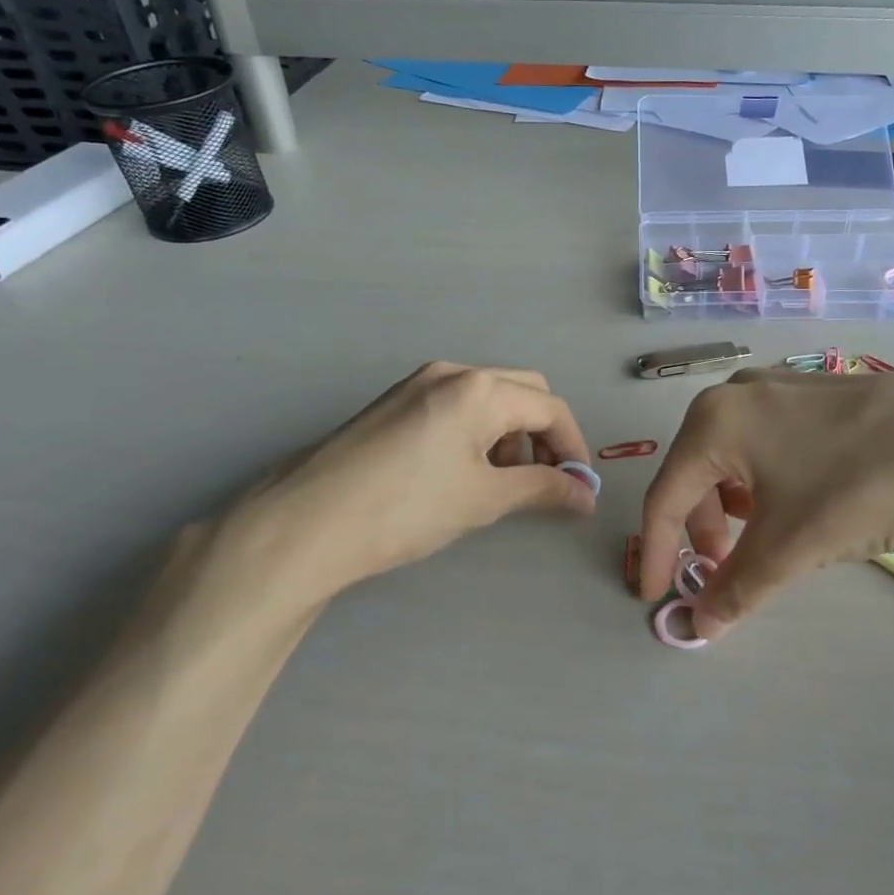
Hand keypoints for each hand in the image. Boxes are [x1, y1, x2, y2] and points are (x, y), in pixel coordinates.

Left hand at [210, 362, 595, 613]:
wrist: (307, 521)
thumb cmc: (407, 507)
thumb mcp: (484, 499)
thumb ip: (543, 489)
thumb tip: (586, 496)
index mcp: (481, 389)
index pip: (551, 409)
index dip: (574, 448)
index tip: (578, 488)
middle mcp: (453, 372)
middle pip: (523, 393)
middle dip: (543, 435)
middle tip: (541, 482)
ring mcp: (419, 383)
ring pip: (488, 398)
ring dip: (509, 434)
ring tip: (497, 483)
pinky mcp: (395, 401)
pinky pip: (456, 405)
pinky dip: (476, 432)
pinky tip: (460, 471)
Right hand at [639, 369, 893, 640]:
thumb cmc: (855, 487)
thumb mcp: (788, 547)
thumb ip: (734, 589)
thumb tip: (700, 626)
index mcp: (713, 422)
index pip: (665, 497)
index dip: (657, 552)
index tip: (656, 596)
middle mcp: (735, 393)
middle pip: (696, 473)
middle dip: (701, 529)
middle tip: (721, 569)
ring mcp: (777, 385)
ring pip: (731, 456)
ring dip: (732, 507)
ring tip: (760, 540)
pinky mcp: (812, 391)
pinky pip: (764, 442)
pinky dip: (762, 481)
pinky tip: (793, 502)